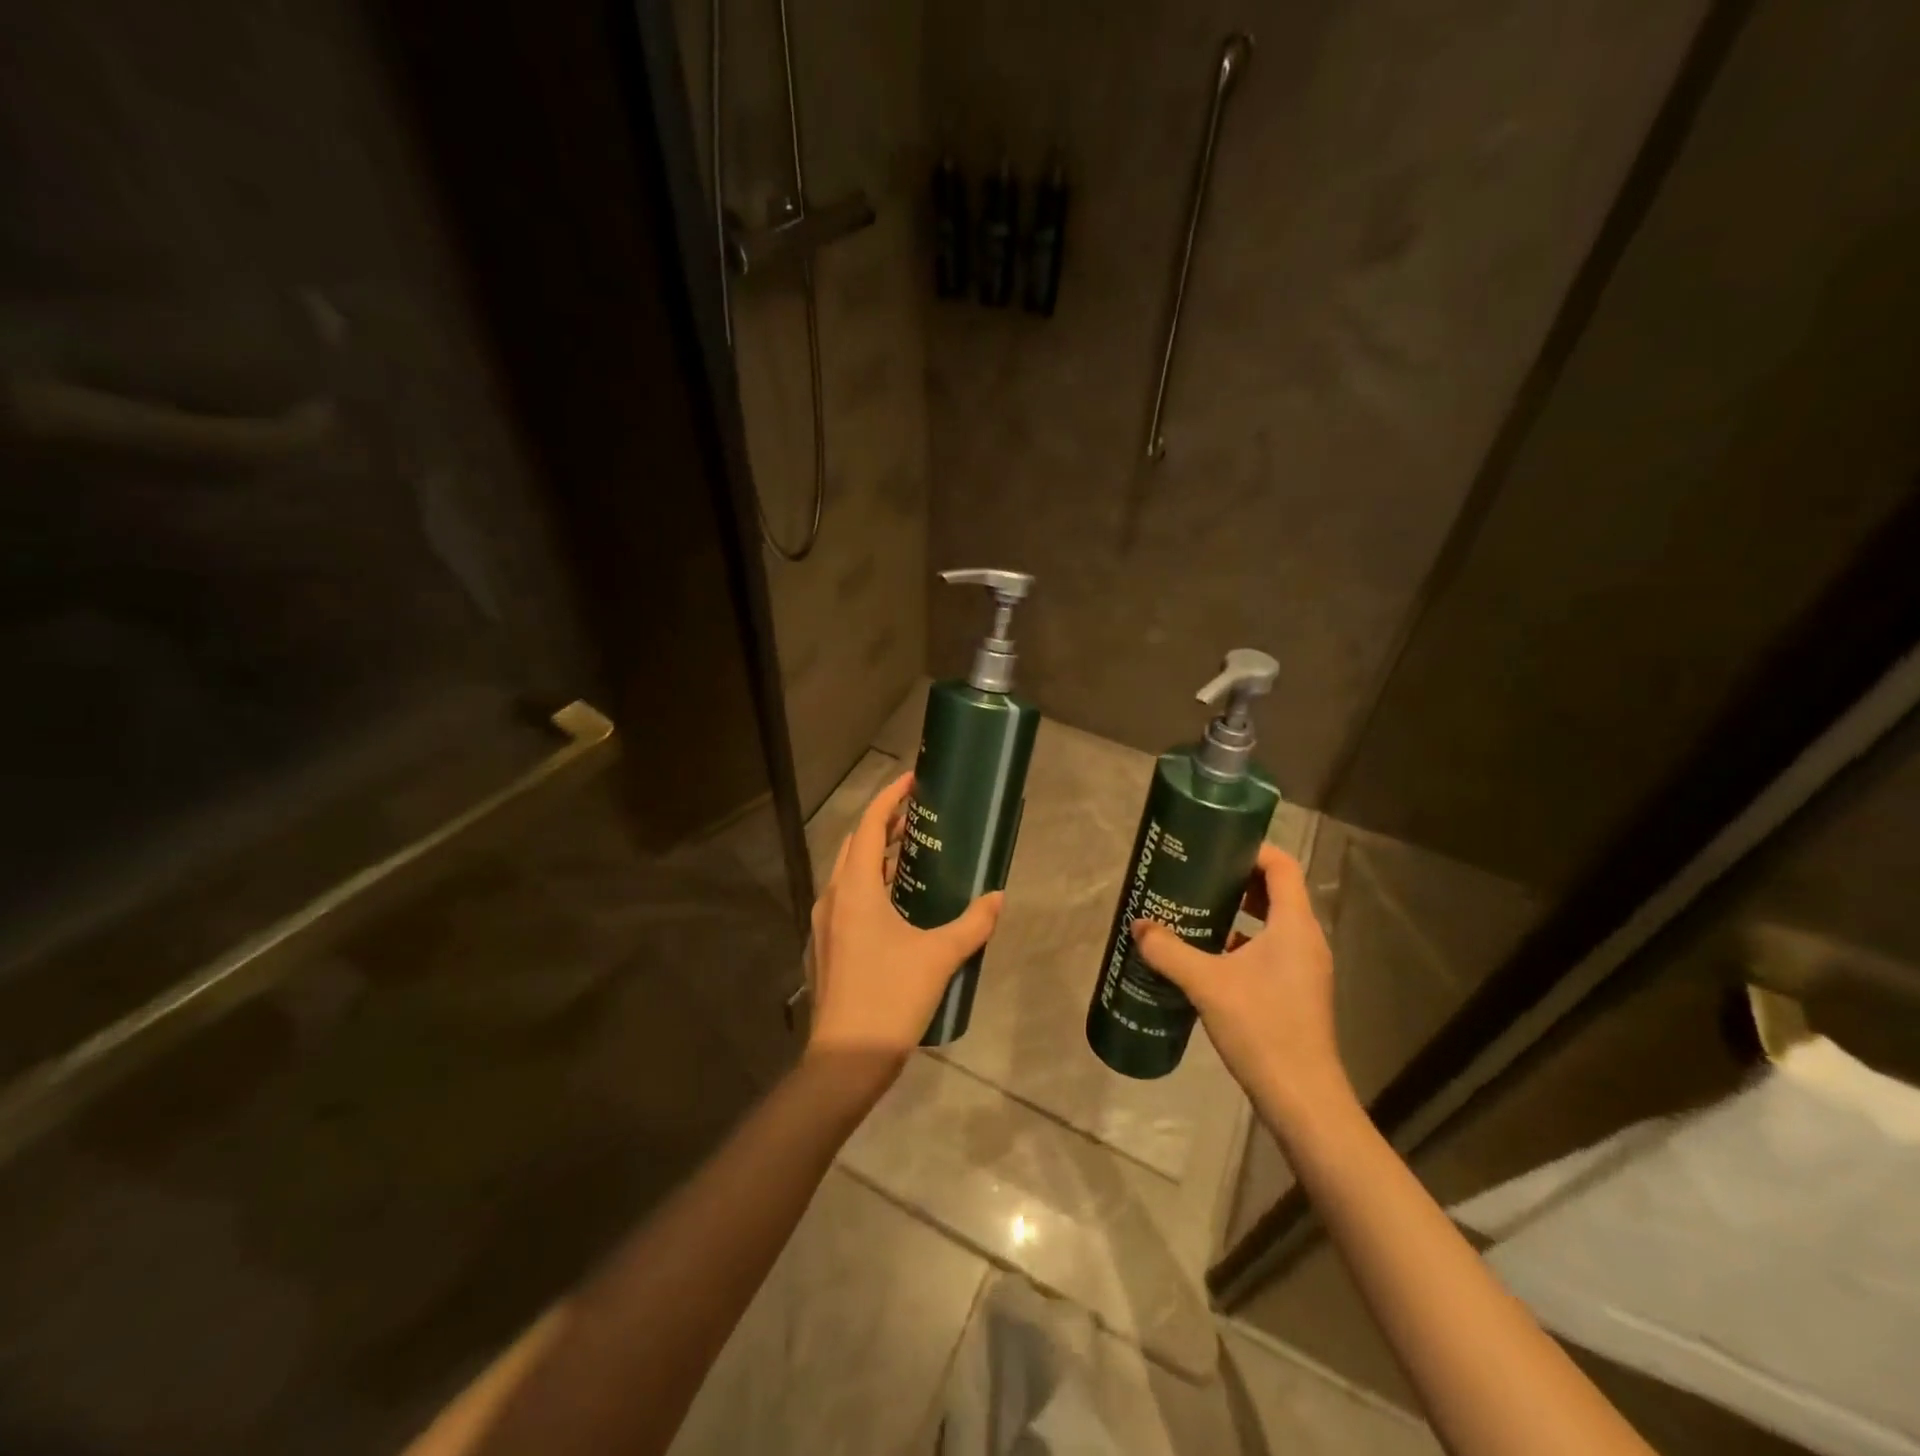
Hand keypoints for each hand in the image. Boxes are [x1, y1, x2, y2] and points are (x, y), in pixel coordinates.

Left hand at [806, 770, 1004, 1058]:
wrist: (844, 1060)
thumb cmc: (890, 997)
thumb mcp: (940, 956)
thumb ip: (973, 924)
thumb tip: (998, 898)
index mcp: (855, 889)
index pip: (870, 826)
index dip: (890, 798)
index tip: (912, 780)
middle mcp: (833, 898)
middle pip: (857, 845)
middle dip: (885, 825)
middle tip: (920, 817)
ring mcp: (825, 924)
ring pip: (850, 873)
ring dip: (878, 857)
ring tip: (913, 853)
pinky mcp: (826, 946)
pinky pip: (848, 899)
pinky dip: (870, 885)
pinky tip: (897, 904)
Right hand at [1130, 844, 1350, 1116]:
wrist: (1302, 1098)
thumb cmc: (1261, 1027)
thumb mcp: (1206, 984)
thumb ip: (1169, 950)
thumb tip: (1138, 926)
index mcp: (1293, 925)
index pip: (1281, 866)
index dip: (1251, 849)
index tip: (1214, 847)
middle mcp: (1305, 940)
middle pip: (1276, 890)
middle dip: (1237, 878)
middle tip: (1196, 875)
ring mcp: (1303, 967)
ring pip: (1271, 922)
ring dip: (1238, 911)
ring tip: (1195, 908)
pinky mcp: (1296, 991)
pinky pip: (1269, 949)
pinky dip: (1241, 941)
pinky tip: (1206, 955)